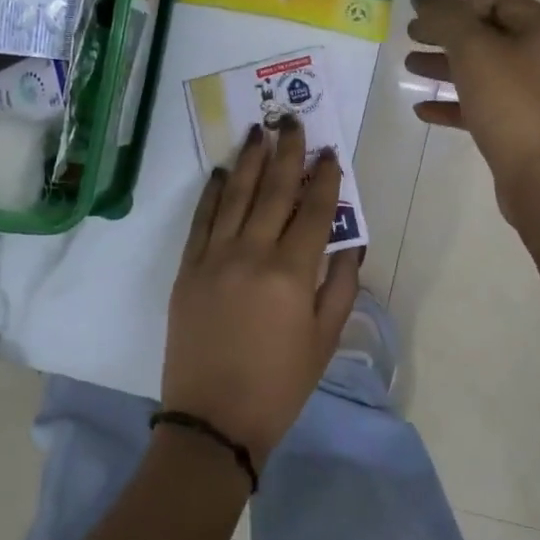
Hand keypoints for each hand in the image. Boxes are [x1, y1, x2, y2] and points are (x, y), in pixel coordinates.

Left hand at [162, 119, 361, 467]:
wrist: (213, 419)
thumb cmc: (279, 385)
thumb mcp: (324, 341)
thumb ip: (340, 286)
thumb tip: (351, 243)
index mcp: (291, 273)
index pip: (313, 211)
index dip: (325, 178)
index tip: (331, 152)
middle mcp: (251, 254)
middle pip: (274, 192)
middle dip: (287, 153)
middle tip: (292, 120)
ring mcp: (213, 258)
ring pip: (236, 197)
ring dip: (250, 161)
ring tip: (258, 130)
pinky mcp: (187, 269)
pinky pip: (202, 221)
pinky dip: (213, 193)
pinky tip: (224, 172)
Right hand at [405, 0, 539, 214]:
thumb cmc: (511, 103)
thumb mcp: (474, 50)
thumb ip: (445, 16)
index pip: (497, 0)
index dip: (457, 0)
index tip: (422, 8)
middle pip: (489, 34)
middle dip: (447, 33)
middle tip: (411, 35)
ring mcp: (535, 95)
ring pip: (483, 70)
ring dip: (445, 66)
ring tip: (409, 66)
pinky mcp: (521, 127)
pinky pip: (483, 105)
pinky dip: (454, 103)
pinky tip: (423, 110)